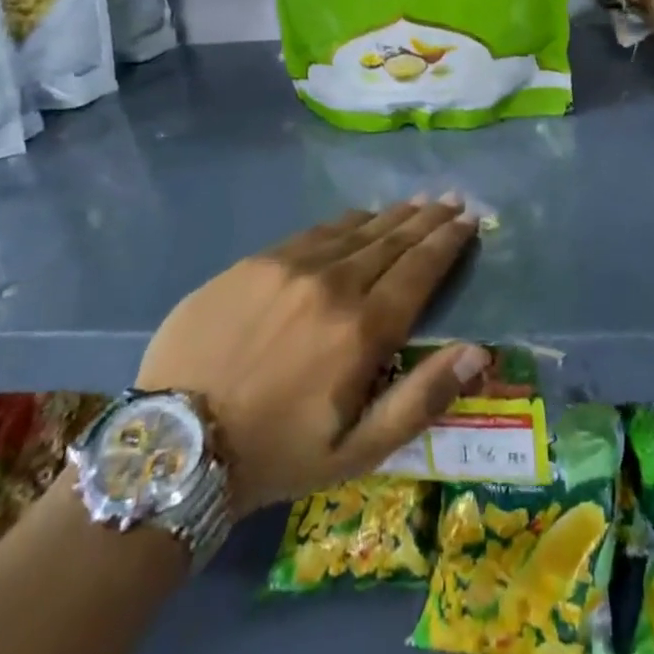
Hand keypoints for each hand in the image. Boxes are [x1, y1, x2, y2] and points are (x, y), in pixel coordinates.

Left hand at [134, 198, 488, 513]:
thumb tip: (478, 351)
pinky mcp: (253, 262)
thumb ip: (421, 399)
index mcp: (362, 330)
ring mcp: (289, 266)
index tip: (470, 219)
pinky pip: (313, 232)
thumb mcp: (358, 451)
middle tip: (451, 200)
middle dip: (427, 219)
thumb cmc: (277, 454)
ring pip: (355, 229)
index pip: (420, 269)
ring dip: (390, 216)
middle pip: (392, 240)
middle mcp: (332, 284)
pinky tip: (358, 218)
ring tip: (416, 203)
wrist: (175, 442)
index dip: (448, 241)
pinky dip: (345, 223)